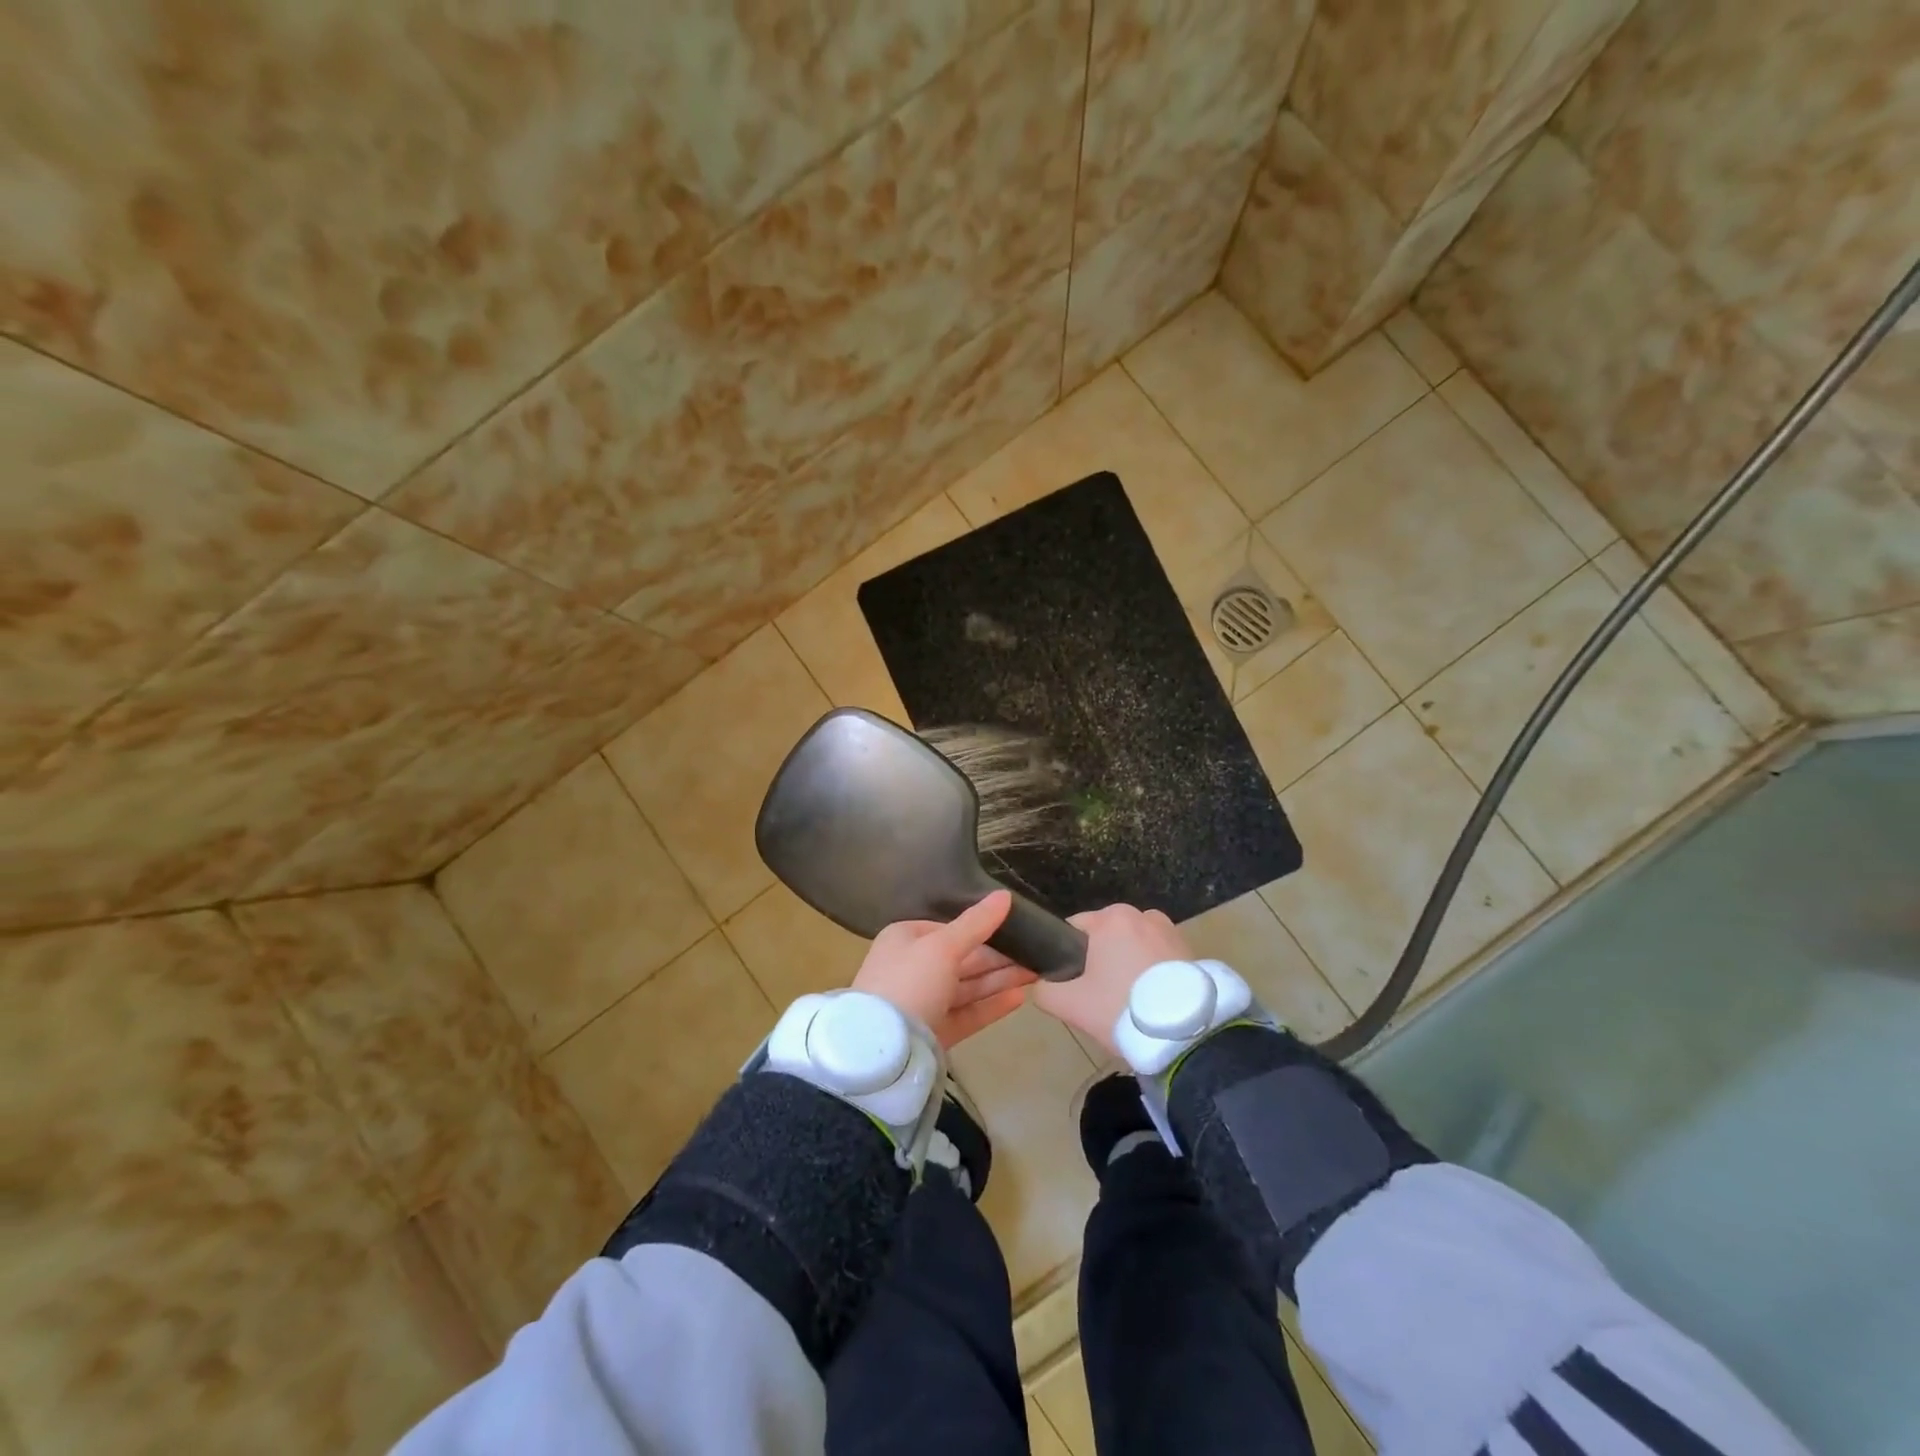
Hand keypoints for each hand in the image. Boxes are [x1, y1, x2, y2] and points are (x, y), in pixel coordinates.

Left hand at [852, 890, 1037, 1047]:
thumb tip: (1005, 894)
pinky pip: (967, 1013)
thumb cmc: (910, 982)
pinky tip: (1020, 998)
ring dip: (1000, 979)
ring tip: (1037, 973)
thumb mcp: (943, 946)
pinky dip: (991, 1005)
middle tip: (1037, 952)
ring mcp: (923, 1003)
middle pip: (961, 959)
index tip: (1016, 928)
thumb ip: (976, 923)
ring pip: (967, 987)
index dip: (982, 928)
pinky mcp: (934, 1033)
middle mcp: (912, 969)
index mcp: (905, 939)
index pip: (948, 929)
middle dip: (998, 957)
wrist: (883, 1050)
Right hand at [1030, 904, 1190, 1055]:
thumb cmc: (1121, 1008)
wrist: (1186, 1035)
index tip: (1074, 986)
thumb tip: (1041, 984)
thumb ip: (1044, 990)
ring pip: (1133, 948)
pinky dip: (1151, 974)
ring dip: (1127, 967)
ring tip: (1129, 1004)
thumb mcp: (1070, 1004)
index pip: (1074, 928)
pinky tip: (1152, 1002)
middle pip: (1106, 938)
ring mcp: (1171, 931)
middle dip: (1100, 962)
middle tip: (1100, 999)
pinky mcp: (1192, 951)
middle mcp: (1142, 914)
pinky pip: (1157, 959)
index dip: (1067, 956)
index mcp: (1111, 917)